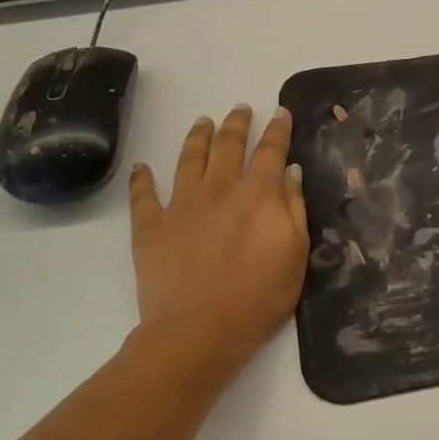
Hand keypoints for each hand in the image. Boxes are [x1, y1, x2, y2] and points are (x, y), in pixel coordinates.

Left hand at [127, 105, 308, 387]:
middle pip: (228, 145)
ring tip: (203, 122)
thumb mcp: (296, 252)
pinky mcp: (151, 227)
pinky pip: (143, 196)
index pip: (271, 151)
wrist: (201, 330)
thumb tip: (291, 171)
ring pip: (189, 159)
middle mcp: (219, 189)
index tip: (281, 112)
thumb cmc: (260, 296)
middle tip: (241, 109)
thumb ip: (294, 208)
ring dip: (197, 137)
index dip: (278, 130)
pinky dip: (142, 179)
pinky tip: (142, 167)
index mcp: (258, 194)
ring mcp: (181, 205)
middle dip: (237, 124)